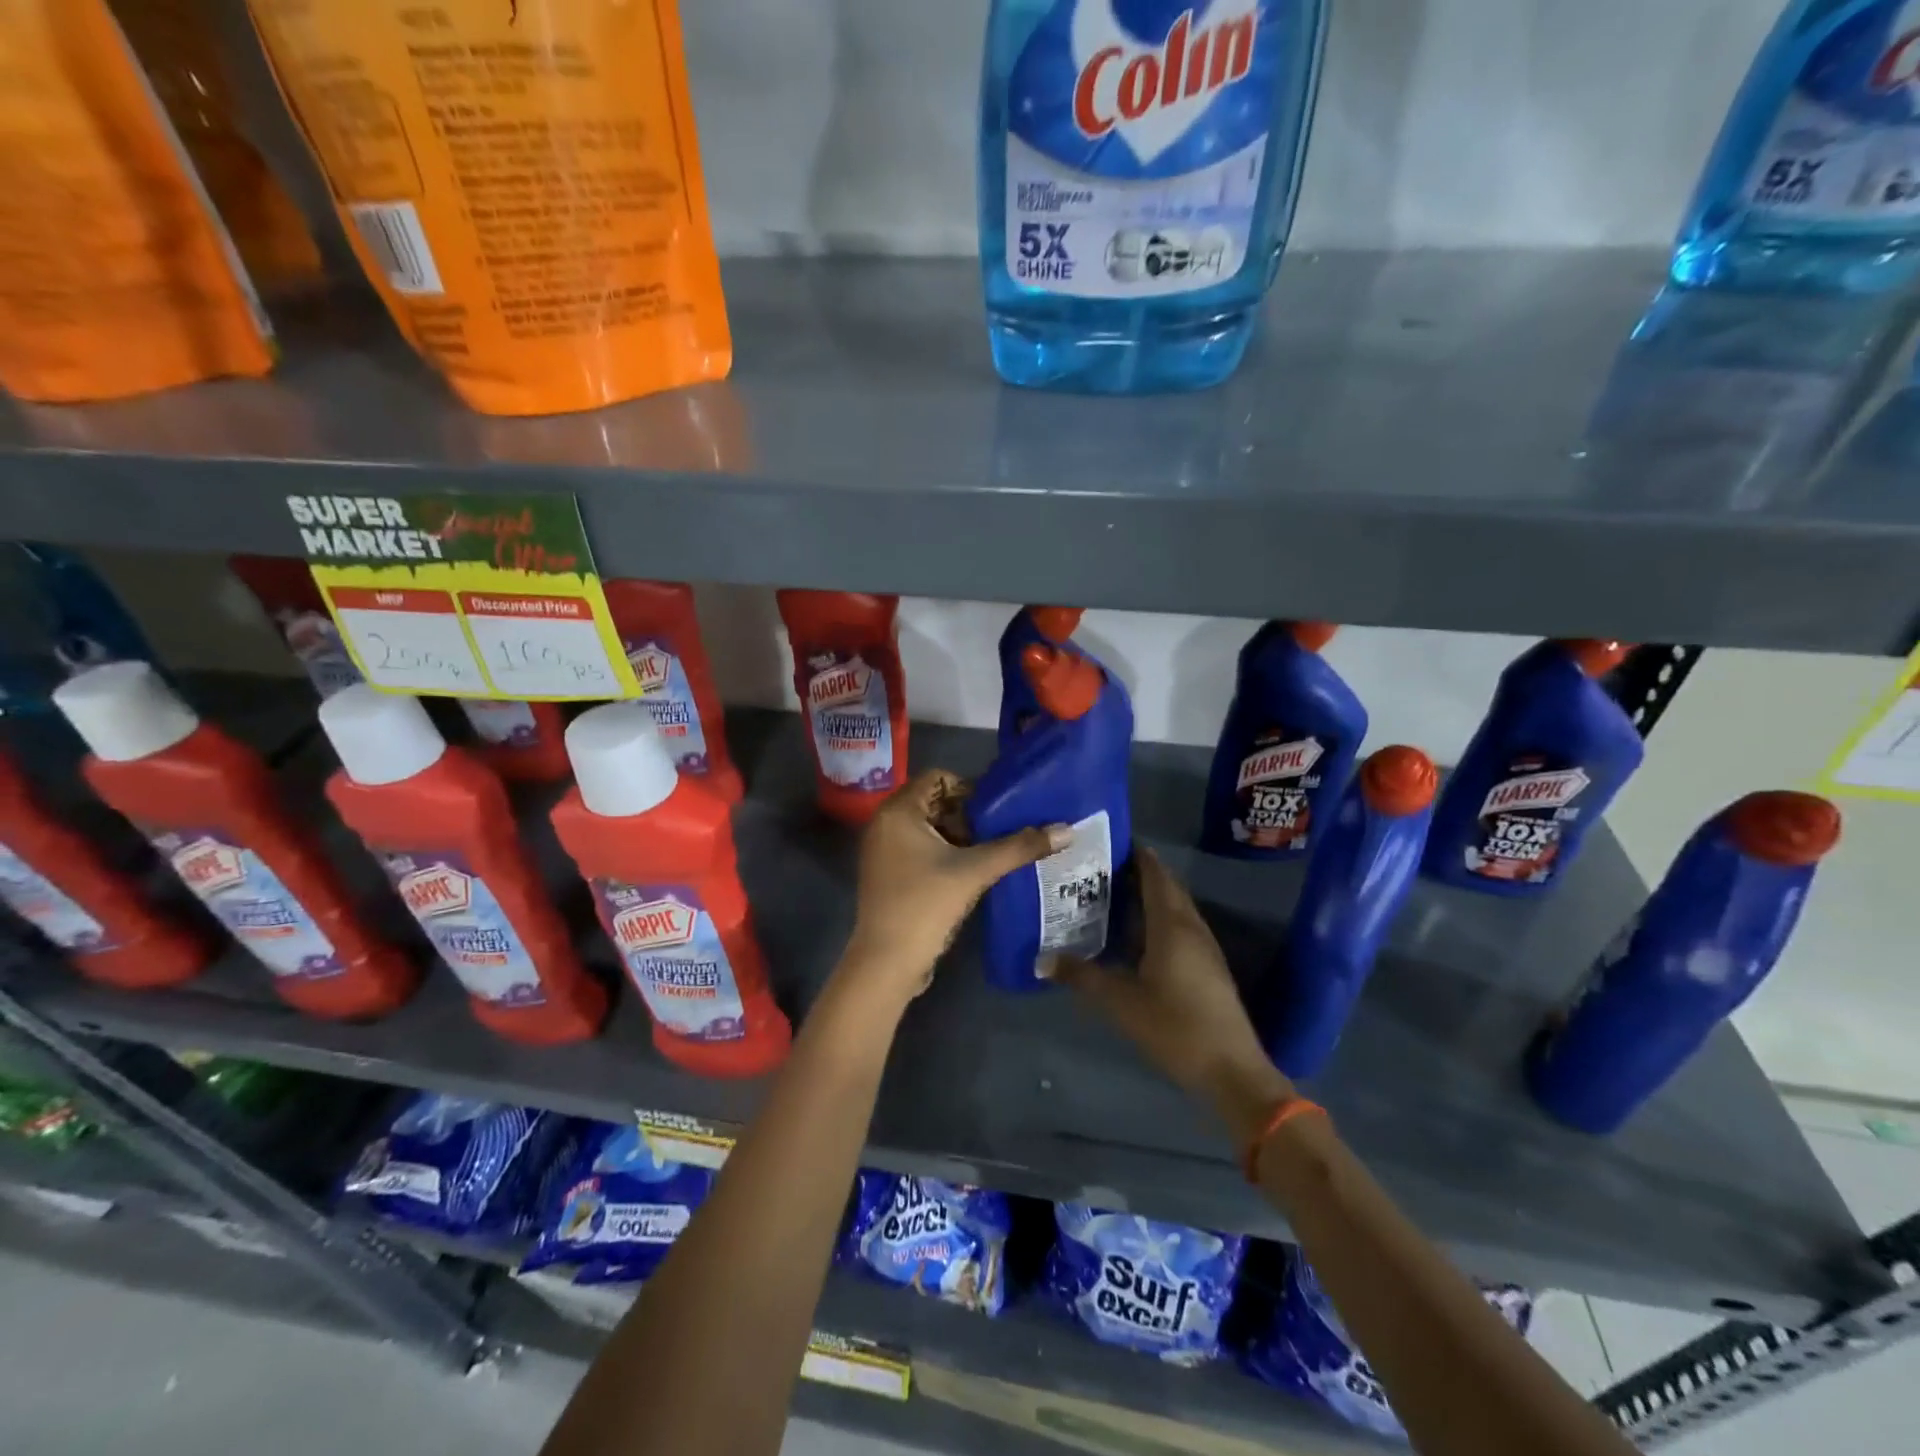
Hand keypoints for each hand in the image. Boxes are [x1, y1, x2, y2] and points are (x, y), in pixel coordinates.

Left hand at [838, 769, 1069, 1011]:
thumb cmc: (926, 904)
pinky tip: (969, 873)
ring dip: (958, 836)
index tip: (996, 811)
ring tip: (988, 853)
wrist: (886, 961)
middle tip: (996, 833)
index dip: (969, 788)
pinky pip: (918, 849)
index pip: (938, 778)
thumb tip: (1067, 831)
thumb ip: (1019, 847)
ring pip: (927, 828)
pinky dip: (943, 854)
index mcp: (899, 811)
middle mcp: (884, 823)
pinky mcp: (887, 874)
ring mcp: (882, 850)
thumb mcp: (976, 871)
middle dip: (967, 816)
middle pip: (933, 802)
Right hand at [1057, 849, 1292, 1145]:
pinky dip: (1159, 917)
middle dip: (1139, 872)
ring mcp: (1204, 947)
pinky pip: (1181, 926)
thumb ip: (1082, 977)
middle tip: (1102, 868)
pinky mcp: (1208, 967)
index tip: (1109, 842)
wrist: (1232, 1070)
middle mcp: (1191, 927)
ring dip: (1150, 895)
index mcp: (1171, 925)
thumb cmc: (1175, 1027)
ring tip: (1113, 894)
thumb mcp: (1121, 1002)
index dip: (1137, 855)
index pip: (1155, 875)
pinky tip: (1137, 934)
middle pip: (1167, 887)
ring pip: (1176, 907)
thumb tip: (1042, 960)